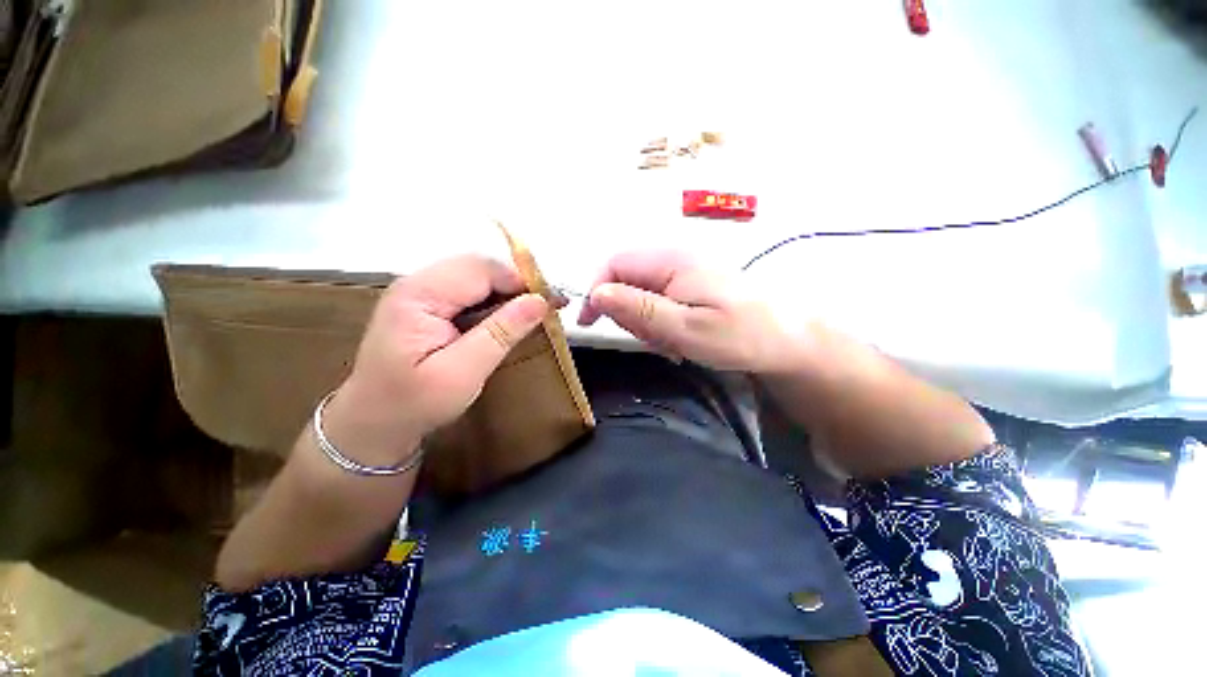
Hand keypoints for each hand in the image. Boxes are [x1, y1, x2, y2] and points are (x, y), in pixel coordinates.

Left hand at [324, 255, 548, 464]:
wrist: (373, 423)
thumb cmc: (415, 403)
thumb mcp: (463, 373)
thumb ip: (501, 333)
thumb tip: (540, 302)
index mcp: (419, 295)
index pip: (481, 269)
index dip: (520, 281)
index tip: (551, 303)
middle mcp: (418, 283)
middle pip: (479, 267)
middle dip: (517, 285)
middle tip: (547, 309)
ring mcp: (421, 292)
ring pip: (477, 276)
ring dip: (508, 292)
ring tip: (533, 314)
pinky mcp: (427, 304)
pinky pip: (470, 290)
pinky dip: (495, 301)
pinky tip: (508, 318)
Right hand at [578, 250, 802, 373]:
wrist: (786, 339)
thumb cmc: (739, 335)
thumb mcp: (684, 328)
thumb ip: (639, 310)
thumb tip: (597, 294)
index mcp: (670, 262)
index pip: (614, 265)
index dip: (596, 291)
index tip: (589, 323)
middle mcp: (674, 259)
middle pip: (626, 280)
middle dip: (628, 313)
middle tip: (653, 339)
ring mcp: (684, 272)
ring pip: (641, 294)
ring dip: (646, 322)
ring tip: (672, 342)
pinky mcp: (692, 285)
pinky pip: (659, 301)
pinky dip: (660, 322)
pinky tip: (680, 337)